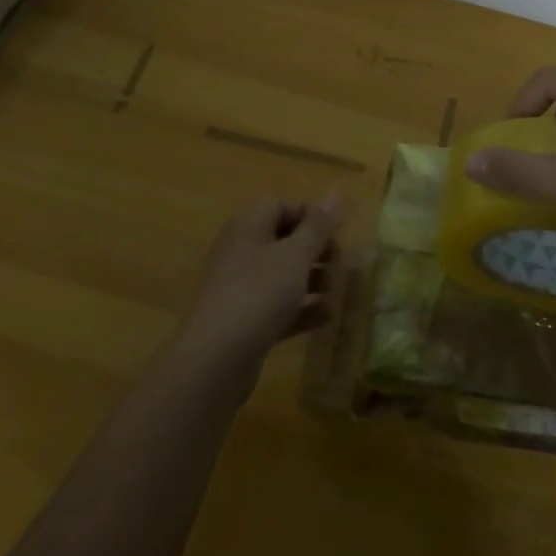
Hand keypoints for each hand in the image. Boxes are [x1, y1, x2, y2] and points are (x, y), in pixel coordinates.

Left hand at [177, 195, 342, 382]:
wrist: (215, 361)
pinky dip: (302, 308)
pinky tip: (327, 317)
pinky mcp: (245, 321)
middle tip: (340, 263)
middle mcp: (241, 251)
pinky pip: (278, 305)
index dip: (310, 214)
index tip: (337, 231)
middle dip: (316, 249)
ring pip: (283, 274)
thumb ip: (318, 226)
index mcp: (248, 225)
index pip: (281, 205)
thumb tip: (336, 194)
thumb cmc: (259, 293)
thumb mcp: (295, 255)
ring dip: (313, 279)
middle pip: (284, 239)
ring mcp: (241, 288)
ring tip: (338, 291)